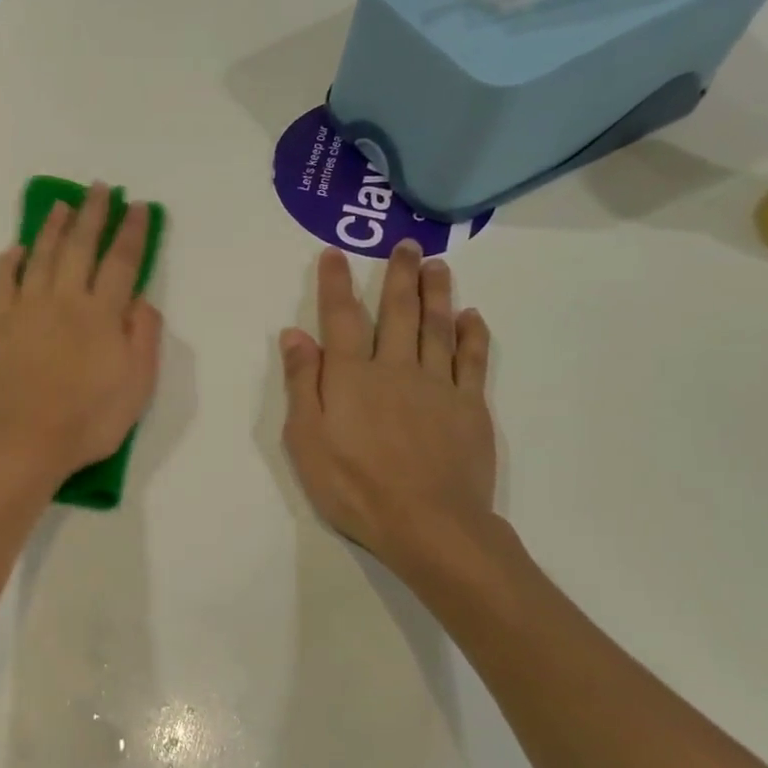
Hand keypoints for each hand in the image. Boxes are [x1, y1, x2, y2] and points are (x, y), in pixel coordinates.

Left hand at [0, 183, 162, 488]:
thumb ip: (143, 338)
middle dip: (93, 214)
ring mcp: (26, 309)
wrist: (21, 442)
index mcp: (102, 314)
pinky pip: (2, 282)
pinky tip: (15, 249)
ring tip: (62, 205)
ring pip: (40, 256)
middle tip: (99, 189)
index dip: (131, 232)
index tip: (137, 207)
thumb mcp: (137, 387)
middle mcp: (64, 300)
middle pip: (80, 247)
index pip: (121, 262)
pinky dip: (9, 261)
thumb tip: (140, 300)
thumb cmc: (87, 421)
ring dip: (53, 227)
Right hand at [280, 244, 498, 576]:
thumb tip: (295, 335)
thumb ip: (302, 384)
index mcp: (351, 377)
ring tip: (438, 265)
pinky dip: (473, 335)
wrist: (427, 523)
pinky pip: (472, 360)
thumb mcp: (306, 440)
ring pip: (437, 327)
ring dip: (437, 293)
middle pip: (398, 312)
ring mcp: (437, 385)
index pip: (341, 319)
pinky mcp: (469, 406)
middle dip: (399, 276)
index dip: (337, 284)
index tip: (336, 254)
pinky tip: (472, 317)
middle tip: (406, 244)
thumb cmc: (353, 486)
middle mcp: (395, 368)